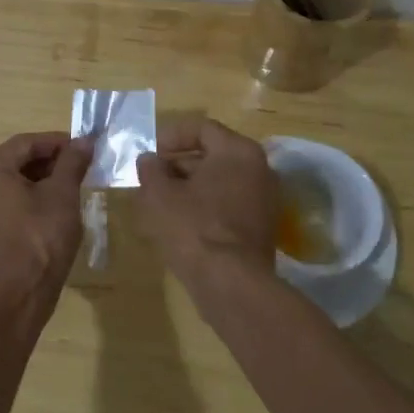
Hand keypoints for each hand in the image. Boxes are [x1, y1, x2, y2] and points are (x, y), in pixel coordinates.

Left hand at [0, 132, 92, 305]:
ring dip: (38, 181)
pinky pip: (2, 203)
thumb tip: (84, 141)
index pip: (26, 143)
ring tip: (69, 188)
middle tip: (80, 168)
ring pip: (8, 183)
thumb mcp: (62, 195)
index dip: (58, 142)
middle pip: (15, 161)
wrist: (16, 296)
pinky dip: (25, 200)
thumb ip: (72, 163)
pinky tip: (50, 210)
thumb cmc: (39, 238)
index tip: (84, 147)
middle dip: (49, 162)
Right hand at [137, 117, 277, 291]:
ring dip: (190, 187)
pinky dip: (206, 206)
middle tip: (152, 178)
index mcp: (238, 151)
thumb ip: (151, 170)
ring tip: (161, 202)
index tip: (150, 153)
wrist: (231, 283)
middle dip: (179, 164)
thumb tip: (149, 159)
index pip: (202, 129)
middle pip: (213, 155)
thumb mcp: (159, 194)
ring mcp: (264, 200)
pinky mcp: (261, 227)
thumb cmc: (193, 227)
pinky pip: (229, 204)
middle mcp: (259, 169)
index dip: (171, 137)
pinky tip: (181, 223)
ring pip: (220, 182)